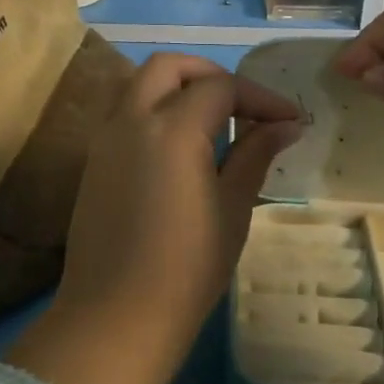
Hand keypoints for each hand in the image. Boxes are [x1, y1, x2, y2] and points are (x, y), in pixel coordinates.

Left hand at [6, 54, 301, 383]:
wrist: (116, 317)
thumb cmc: (187, 268)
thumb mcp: (232, 208)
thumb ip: (256, 154)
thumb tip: (286, 124)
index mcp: (171, 129)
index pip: (221, 87)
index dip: (260, 97)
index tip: (290, 120)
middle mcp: (131, 120)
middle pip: (169, 66)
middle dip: (211, 75)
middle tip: (243, 105)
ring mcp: (105, 139)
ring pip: (139, 84)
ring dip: (178, 88)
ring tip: (214, 124)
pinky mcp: (94, 161)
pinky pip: (125, 113)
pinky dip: (155, 110)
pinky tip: (181, 148)